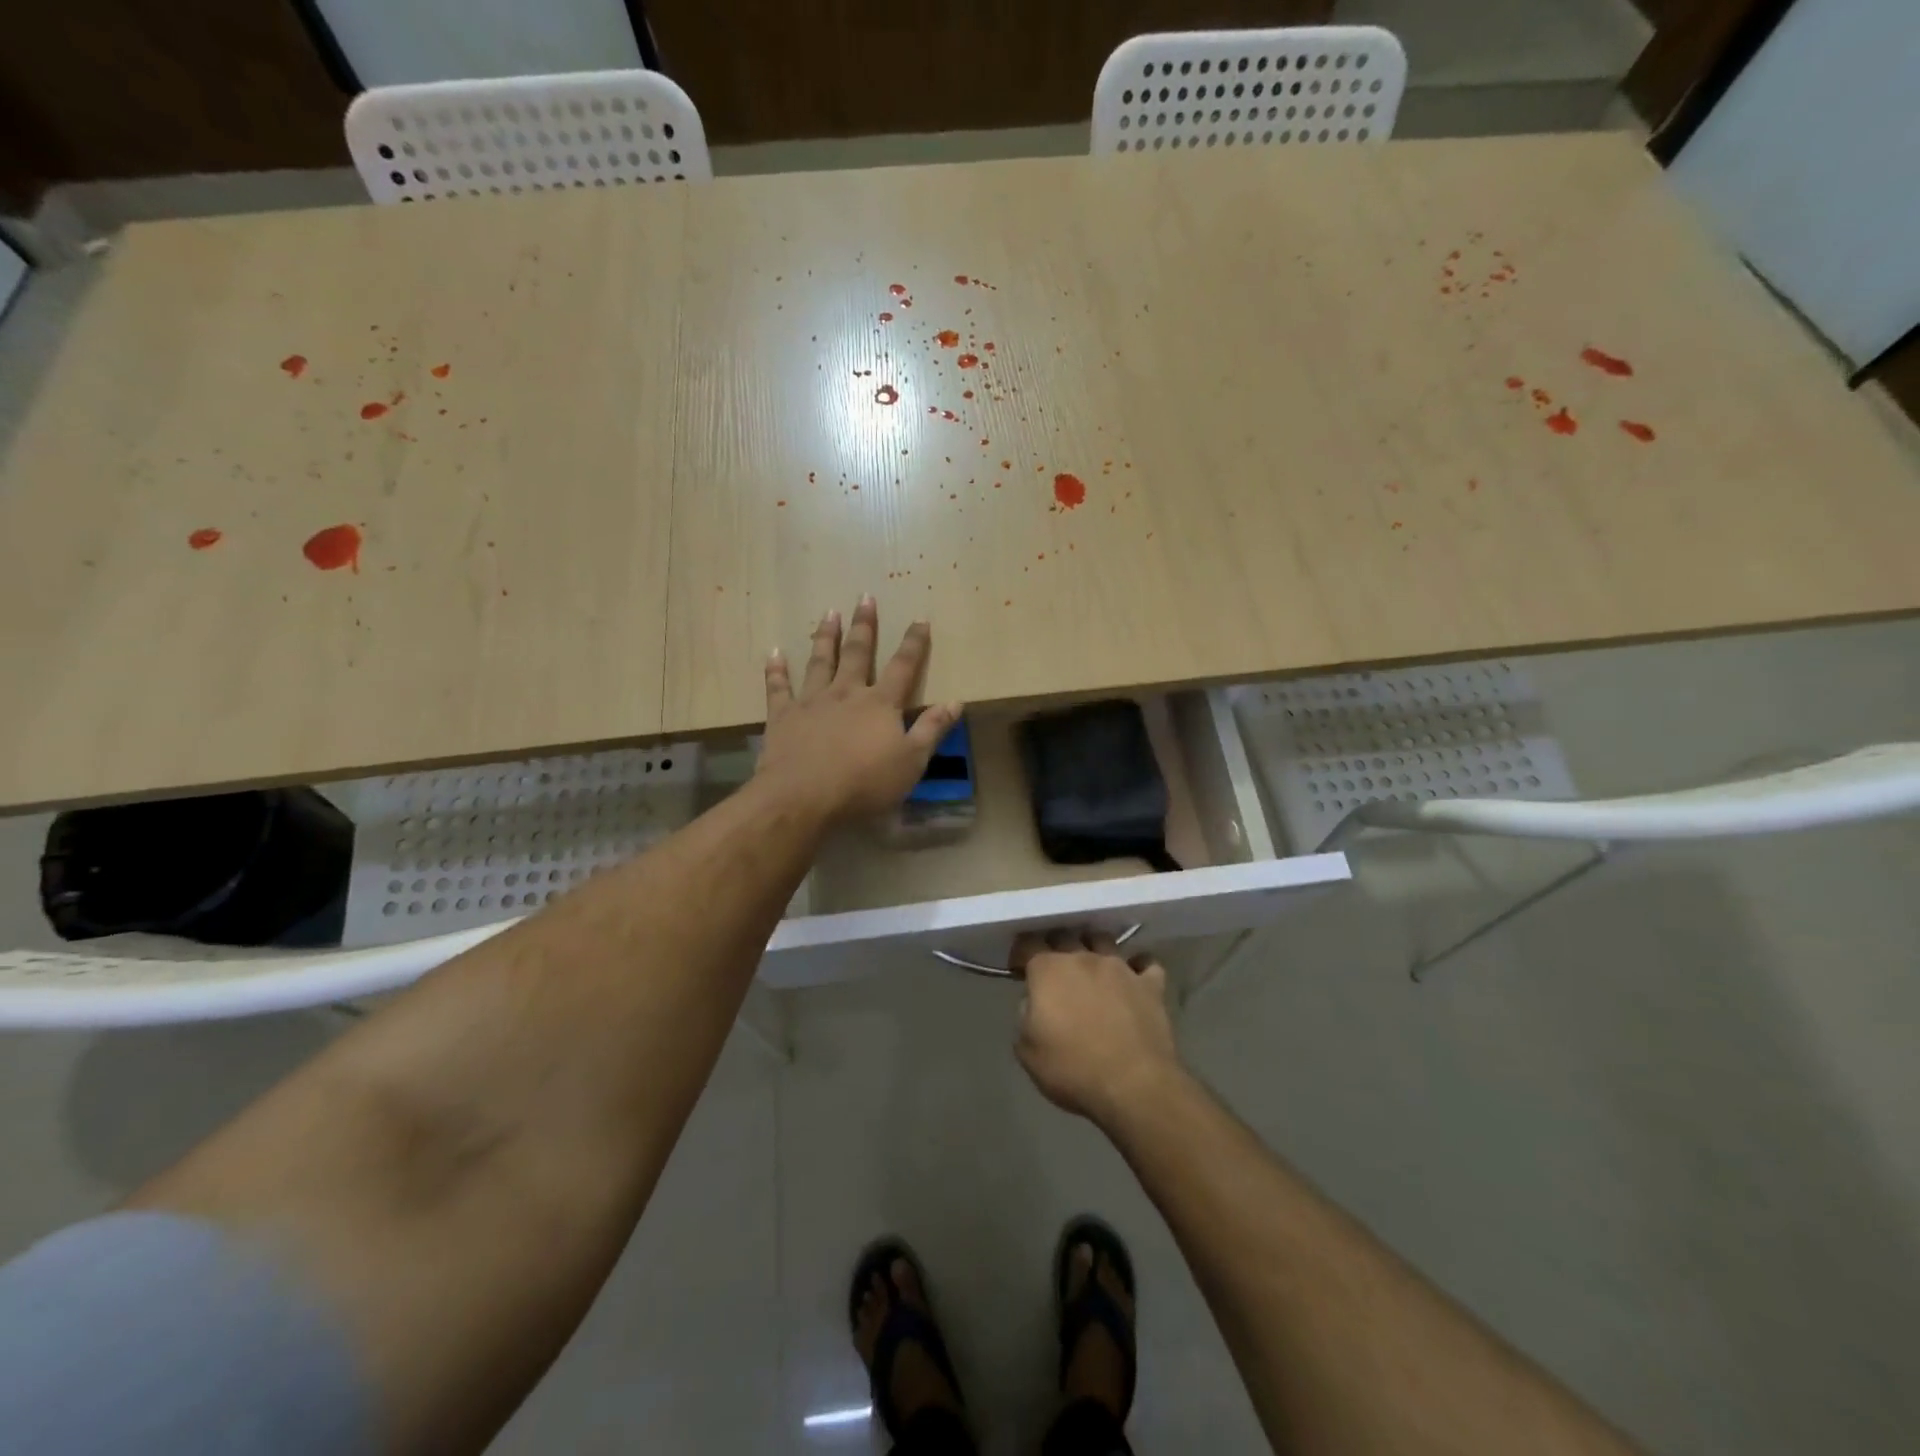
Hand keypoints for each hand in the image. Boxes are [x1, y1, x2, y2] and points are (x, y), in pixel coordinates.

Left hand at [757, 595, 962, 823]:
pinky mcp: (782, 716)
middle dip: (864, 625)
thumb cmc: (864, 783)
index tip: (920, 619)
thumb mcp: (911, 761)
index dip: (913, 643)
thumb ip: (932, 729)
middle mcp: (846, 693)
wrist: (803, 797)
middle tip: (865, 597)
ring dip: (825, 636)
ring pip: (820, 661)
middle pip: (858, 653)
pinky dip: (776, 670)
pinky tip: (774, 653)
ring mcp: (811, 701)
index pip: (902, 666)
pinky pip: (778, 687)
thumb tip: (956, 701)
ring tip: (829, 613)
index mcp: (880, 703)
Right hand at [1012, 930, 1185, 1128]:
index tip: (1019, 969)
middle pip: (1065, 936)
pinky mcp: (1150, 985)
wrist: (1133, 1086)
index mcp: (1049, 971)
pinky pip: (1146, 964)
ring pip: (1104, 940)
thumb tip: (1035, 1004)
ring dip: (1094, 948)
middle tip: (1053, 970)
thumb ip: (1025, 1017)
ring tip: (1092, 967)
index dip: (1020, 953)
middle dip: (1055, 946)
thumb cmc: (1072, 1070)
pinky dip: (1139, 967)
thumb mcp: (1027, 1051)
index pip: (1028, 944)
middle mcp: (1084, 958)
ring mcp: (1120, 968)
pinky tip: (1135, 979)